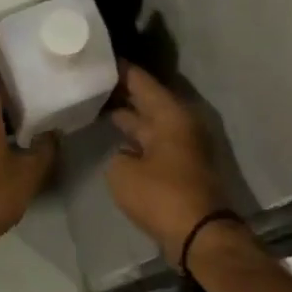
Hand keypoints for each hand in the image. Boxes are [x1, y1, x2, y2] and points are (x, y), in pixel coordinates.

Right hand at [105, 63, 230, 264]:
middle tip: (91, 81)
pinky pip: (154, 143)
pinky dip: (136, 138)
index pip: (141, 81)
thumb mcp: (122, 172)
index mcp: (170, 115)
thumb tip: (126, 153)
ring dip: (129, 116)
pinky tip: (116, 140)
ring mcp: (183, 147)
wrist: (199, 235)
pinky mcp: (181, 168)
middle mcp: (180, 125)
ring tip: (97, 106)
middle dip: (121, 91)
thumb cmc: (161, 196)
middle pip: (148, 100)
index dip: (120, 69)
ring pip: (150, 122)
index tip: (98, 57)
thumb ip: (118, 155)